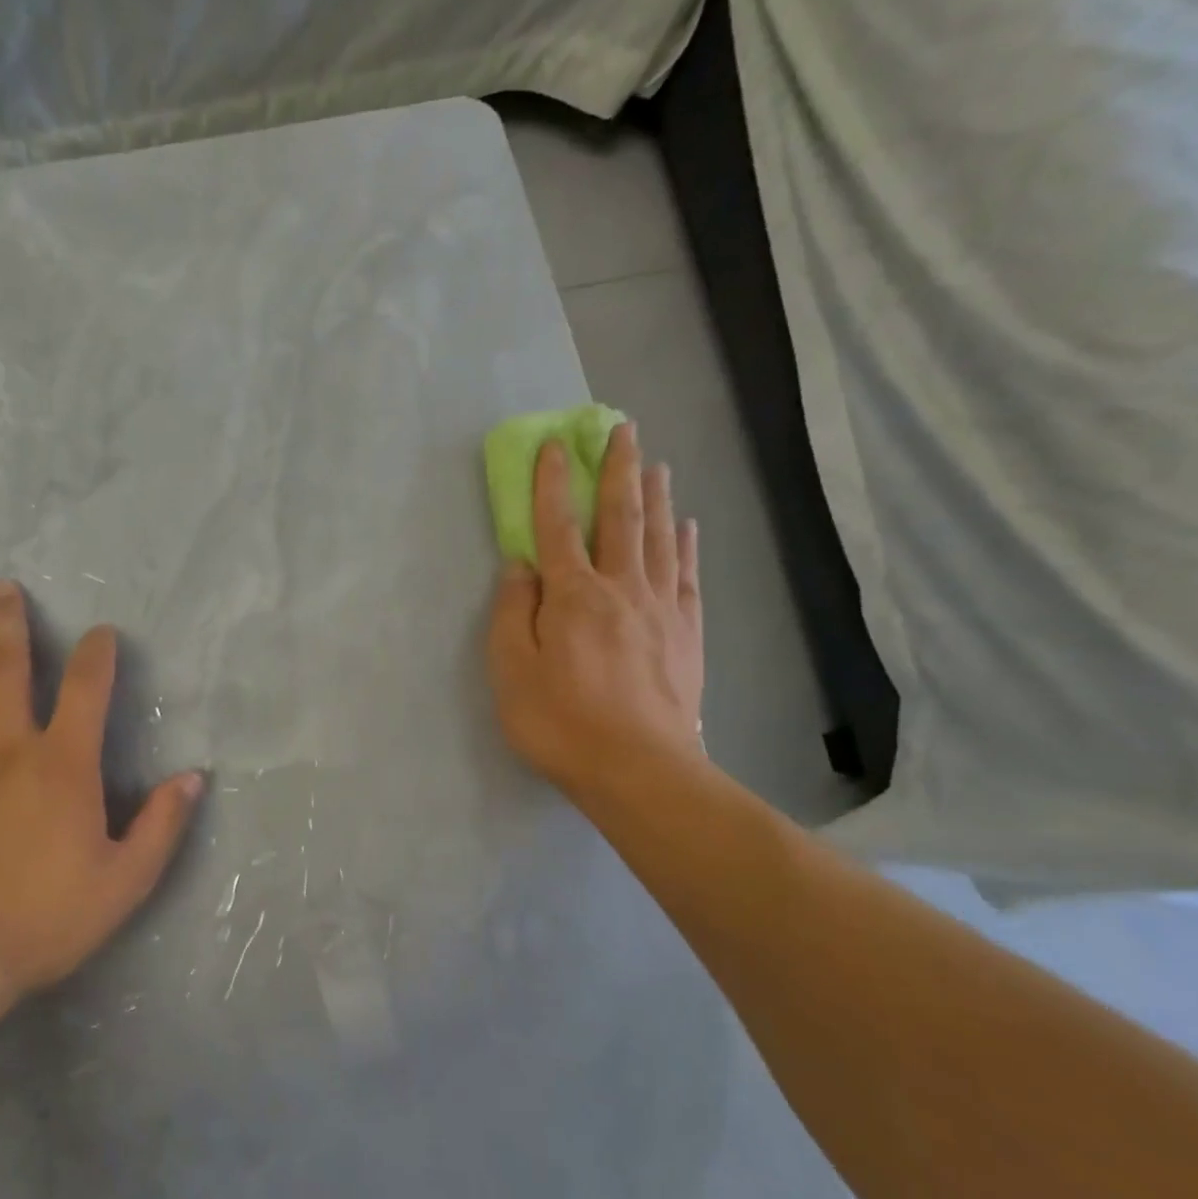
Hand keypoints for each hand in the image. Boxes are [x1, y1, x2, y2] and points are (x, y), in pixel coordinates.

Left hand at [0, 581, 203, 1014]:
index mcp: (64, 764)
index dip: (97, 655)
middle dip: (11, 625)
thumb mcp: (126, 880)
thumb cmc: (45, 917)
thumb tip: (193, 778)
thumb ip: (162, 824)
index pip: (87, 690)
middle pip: (8, 670)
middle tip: (5, 587)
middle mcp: (9, 748)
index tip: (102, 631)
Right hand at [487, 422, 703, 800]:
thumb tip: (520, 565)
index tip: (556, 445)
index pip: (557, 526)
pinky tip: (685, 525)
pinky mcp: (686, 632)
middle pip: (621, 516)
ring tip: (655, 462)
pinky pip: (686, 574)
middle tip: (624, 429)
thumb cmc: (560, 722)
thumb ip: (512, 613)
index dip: (553, 484)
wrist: (638, 769)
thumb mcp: (511, 671)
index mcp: (573, 595)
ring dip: (654, 495)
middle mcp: (620, 588)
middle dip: (618, 469)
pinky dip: (684, 544)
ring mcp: (660, 608)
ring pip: (658, 537)